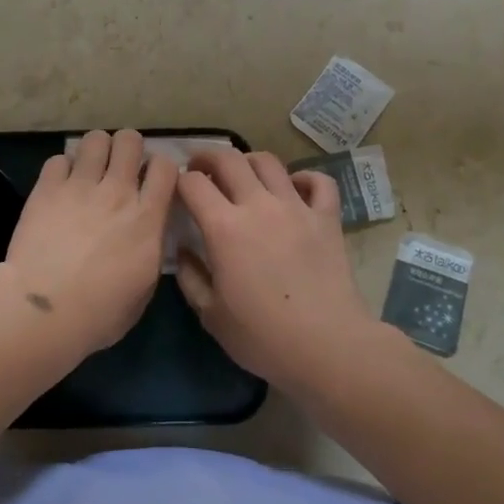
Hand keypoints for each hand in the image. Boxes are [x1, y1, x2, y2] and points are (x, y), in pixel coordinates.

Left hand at [0, 128, 176, 359]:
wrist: (44, 312)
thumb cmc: (99, 314)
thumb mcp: (144, 288)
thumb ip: (150, 250)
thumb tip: (148, 233)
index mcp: (146, 217)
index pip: (165, 166)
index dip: (160, 167)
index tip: (152, 180)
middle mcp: (117, 192)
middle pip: (130, 140)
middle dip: (128, 147)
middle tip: (119, 166)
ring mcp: (80, 186)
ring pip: (95, 139)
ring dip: (96, 150)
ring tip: (90, 168)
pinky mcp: (47, 188)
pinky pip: (58, 159)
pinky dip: (62, 168)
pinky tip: (60, 185)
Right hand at [176, 147, 373, 389]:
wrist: (327, 347)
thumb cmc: (263, 337)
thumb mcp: (211, 315)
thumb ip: (190, 277)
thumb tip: (182, 250)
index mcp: (224, 227)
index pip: (193, 183)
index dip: (180, 181)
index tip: (177, 191)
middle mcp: (258, 205)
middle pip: (229, 159)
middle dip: (208, 157)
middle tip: (202, 168)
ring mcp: (296, 207)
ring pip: (269, 162)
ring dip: (249, 162)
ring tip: (244, 175)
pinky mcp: (327, 218)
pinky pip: (318, 181)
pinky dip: (304, 178)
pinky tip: (294, 189)